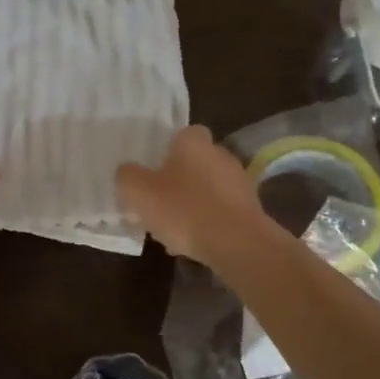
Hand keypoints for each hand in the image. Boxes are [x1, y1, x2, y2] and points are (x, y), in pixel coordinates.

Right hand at [116, 125, 269, 265]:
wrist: (238, 244)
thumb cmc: (185, 209)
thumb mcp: (139, 192)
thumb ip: (127, 176)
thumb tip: (128, 172)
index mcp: (194, 141)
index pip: (180, 135)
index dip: (165, 151)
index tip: (151, 172)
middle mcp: (220, 153)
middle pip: (193, 162)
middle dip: (177, 180)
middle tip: (158, 202)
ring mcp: (240, 181)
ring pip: (207, 189)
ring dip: (192, 204)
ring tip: (173, 230)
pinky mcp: (251, 208)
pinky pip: (221, 211)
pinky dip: (208, 222)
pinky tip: (194, 243)